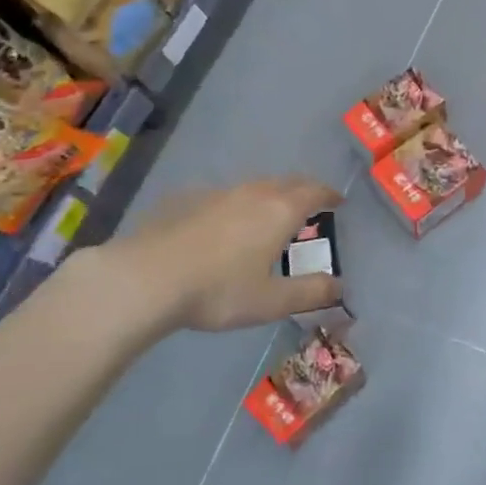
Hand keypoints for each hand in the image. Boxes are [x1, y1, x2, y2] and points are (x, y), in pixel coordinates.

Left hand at [80, 175, 344, 340]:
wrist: (146, 278)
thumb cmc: (219, 290)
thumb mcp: (271, 301)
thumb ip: (310, 293)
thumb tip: (340, 286)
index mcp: (279, 212)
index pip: (314, 192)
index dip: (329, 195)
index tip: (338, 201)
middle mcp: (252, 194)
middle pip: (285, 182)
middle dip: (302, 191)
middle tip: (310, 205)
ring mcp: (216, 194)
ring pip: (253, 187)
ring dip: (269, 195)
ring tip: (269, 214)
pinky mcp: (185, 201)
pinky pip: (222, 196)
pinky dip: (236, 204)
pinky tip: (224, 224)